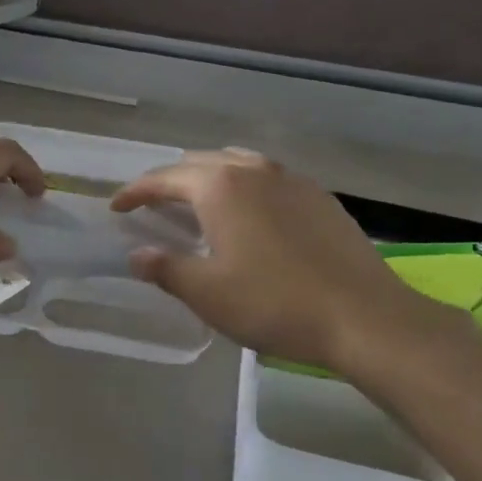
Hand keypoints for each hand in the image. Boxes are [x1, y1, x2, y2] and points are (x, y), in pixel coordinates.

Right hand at [112, 149, 441, 368]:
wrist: (365, 317)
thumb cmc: (274, 304)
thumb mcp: (207, 292)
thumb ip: (165, 268)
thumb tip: (137, 255)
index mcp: (220, 186)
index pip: (163, 179)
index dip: (135, 192)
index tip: (116, 208)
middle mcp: (254, 170)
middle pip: (199, 163)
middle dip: (170, 181)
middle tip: (153, 205)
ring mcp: (292, 180)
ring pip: (237, 164)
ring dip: (209, 177)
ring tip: (198, 202)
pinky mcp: (320, 197)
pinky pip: (268, 178)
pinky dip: (244, 186)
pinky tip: (249, 214)